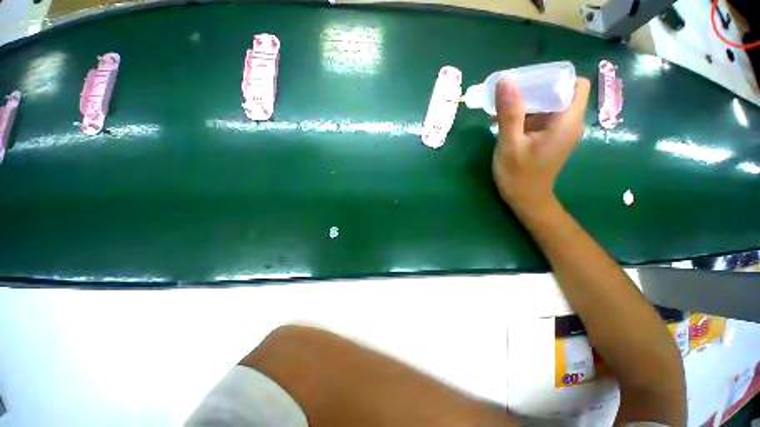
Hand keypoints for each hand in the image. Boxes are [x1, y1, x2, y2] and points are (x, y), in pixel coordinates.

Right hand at [492, 77, 589, 214]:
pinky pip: (540, 118)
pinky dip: (524, 115)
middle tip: (509, 93)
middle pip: (560, 92)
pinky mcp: (549, 138)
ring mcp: (559, 132)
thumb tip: (505, 81)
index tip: (528, 81)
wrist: (525, 199)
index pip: (575, 84)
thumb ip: (510, 113)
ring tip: (500, 107)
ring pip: (548, 105)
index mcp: (566, 122)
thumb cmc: (518, 175)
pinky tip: (503, 121)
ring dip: (526, 102)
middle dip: (534, 88)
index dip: (555, 77)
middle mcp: (568, 123)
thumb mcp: (510, 144)